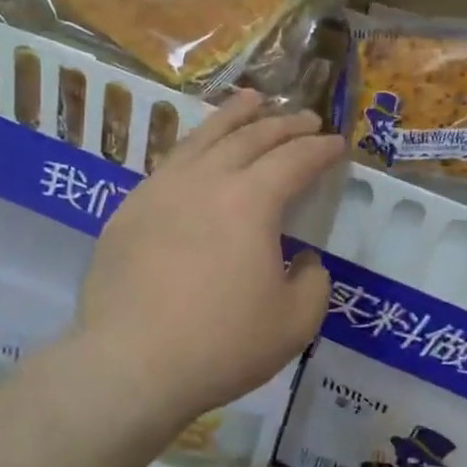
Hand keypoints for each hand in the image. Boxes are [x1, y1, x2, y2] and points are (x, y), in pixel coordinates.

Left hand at [77, 89, 344, 428]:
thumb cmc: (221, 345)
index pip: (295, 159)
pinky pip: (170, 162)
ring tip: (253, 100)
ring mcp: (161, 190)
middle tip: (306, 119)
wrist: (129, 366)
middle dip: (285, 124)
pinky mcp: (129, 209)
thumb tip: (304, 258)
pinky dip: (195, 145)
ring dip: (235, 116)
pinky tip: (199, 150)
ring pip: (204, 137)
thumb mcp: (295, 323)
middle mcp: (206, 180)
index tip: (337, 144)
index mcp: (251, 200)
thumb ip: (314, 282)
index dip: (321, 149)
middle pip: (251, 137)